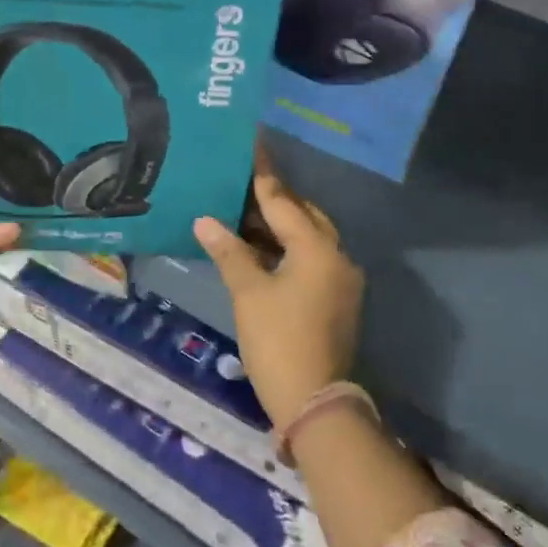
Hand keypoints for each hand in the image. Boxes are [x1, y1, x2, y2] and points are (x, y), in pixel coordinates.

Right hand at [193, 144, 363, 430]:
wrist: (315, 402)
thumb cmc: (278, 341)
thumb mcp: (249, 293)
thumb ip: (229, 252)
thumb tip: (205, 220)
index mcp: (316, 248)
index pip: (283, 200)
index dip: (263, 173)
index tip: (254, 143)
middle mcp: (336, 255)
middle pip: (302, 215)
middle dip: (273, 200)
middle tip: (242, 183)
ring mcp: (341, 279)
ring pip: (309, 238)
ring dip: (280, 226)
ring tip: (244, 214)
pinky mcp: (338, 298)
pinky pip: (312, 258)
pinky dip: (288, 249)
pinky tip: (261, 250)